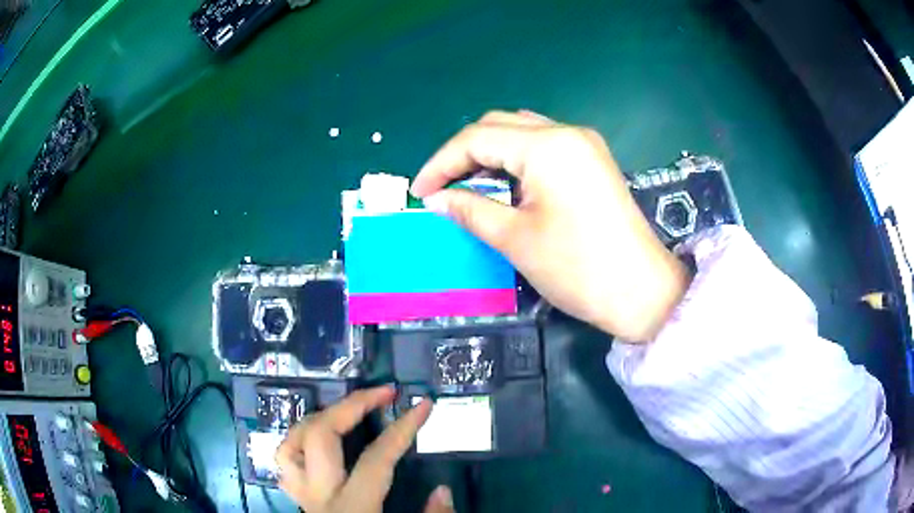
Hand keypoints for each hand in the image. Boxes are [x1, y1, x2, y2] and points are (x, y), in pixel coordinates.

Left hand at [276, 386, 452, 512]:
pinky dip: (298, 441)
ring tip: (346, 410)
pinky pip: (285, 461)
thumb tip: (443, 489)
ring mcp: (301, 497)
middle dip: (351, 406)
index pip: (377, 459)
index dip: (402, 429)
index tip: (422, 405)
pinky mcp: (297, 500)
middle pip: (320, 436)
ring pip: (290, 443)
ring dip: (318, 418)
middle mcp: (319, 497)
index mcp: (353, 509)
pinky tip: (318, 440)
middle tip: (381, 392)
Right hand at [412, 110, 690, 341]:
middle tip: (442, 189)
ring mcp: (583, 144)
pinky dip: (515, 160)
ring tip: (468, 187)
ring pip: (521, 133)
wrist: (641, 291)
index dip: (441, 163)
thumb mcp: (515, 239)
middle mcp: (566, 132)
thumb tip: (435, 199)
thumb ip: (469, 210)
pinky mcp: (592, 161)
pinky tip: (504, 185)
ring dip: (489, 155)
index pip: (476, 138)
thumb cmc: (577, 268)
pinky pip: (543, 147)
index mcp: (546, 145)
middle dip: (463, 154)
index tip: (420, 192)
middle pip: (498, 126)